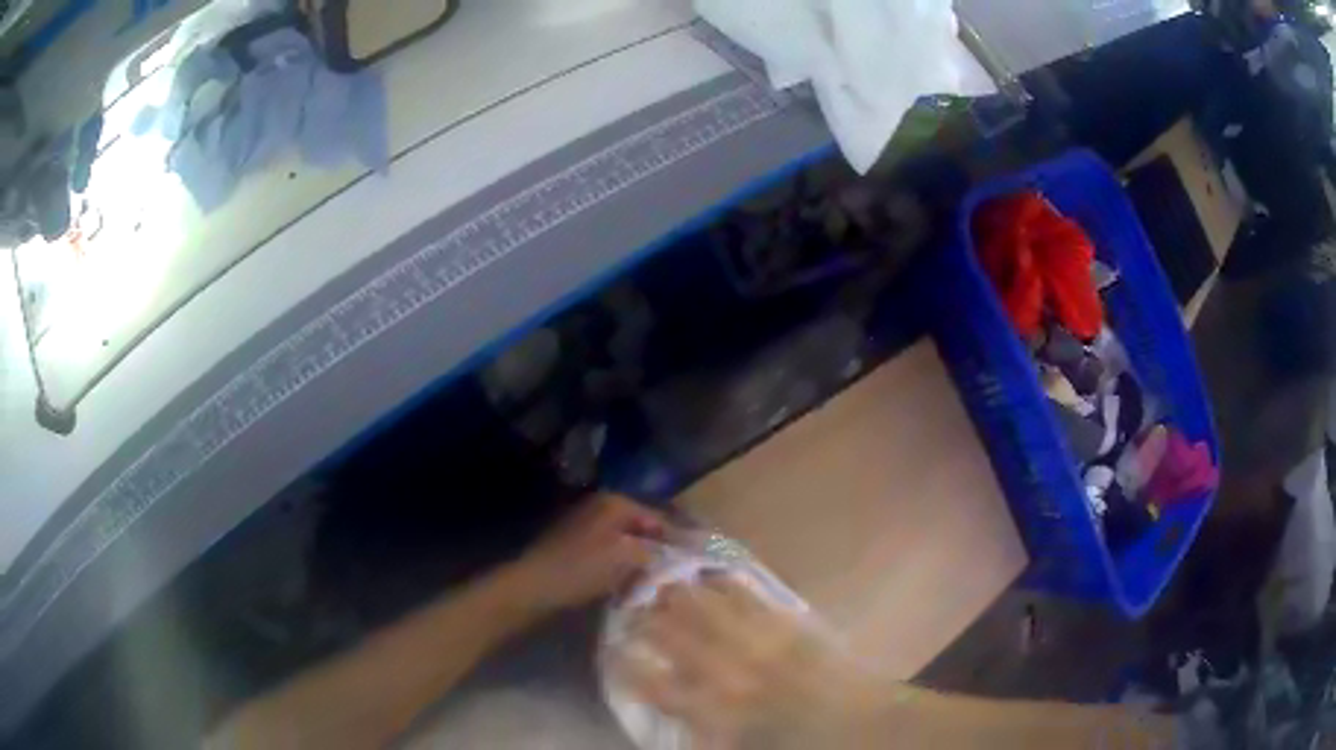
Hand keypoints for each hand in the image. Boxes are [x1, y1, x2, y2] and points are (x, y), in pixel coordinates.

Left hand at [502, 494, 664, 614]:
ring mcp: (588, 526)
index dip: (678, 541)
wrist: (533, 585)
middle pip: (643, 531)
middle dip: (659, 554)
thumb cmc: (581, 568)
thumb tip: (679, 556)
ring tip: (653, 587)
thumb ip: (656, 553)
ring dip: (641, 565)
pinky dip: (622, 569)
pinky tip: (628, 588)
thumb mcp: (625, 559)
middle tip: (674, 579)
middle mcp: (602, 508)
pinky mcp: (577, 546)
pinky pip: (611, 555)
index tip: (694, 563)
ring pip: (628, 545)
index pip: (659, 519)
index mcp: (615, 503)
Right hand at [612, 576, 898, 749]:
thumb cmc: (802, 741)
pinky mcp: (792, 627)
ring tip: (665, 580)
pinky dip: (733, 587)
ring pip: (713, 614)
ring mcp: (763, 645)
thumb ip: (709, 732)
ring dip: (686, 597)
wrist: (863, 721)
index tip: (612, 652)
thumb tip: (679, 718)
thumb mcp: (748, 745)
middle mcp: (733, 674)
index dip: (631, 669)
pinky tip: (719, 575)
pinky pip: (755, 601)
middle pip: (681, 641)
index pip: (661, 689)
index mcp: (720, 711)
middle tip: (632, 605)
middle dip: (652, 621)